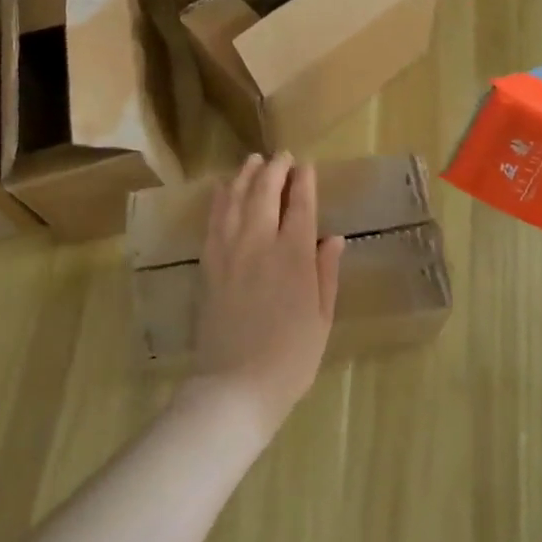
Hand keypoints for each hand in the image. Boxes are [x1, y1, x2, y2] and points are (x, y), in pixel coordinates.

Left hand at [187, 153, 344, 436]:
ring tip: (254, 160)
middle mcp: (260, 243)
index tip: (306, 166)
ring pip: (236, 200)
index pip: (301, 206)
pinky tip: (224, 188)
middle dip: (275, 169)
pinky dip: (220, 199)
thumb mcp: (321, 318)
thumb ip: (326, 273)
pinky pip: (214, 221)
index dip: (305, 182)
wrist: (236, 384)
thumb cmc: (290, 357)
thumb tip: (334, 239)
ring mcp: (229, 251)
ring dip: (246, 176)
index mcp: (294, 257)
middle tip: (282, 156)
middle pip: (265, 192)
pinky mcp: (208, 264)